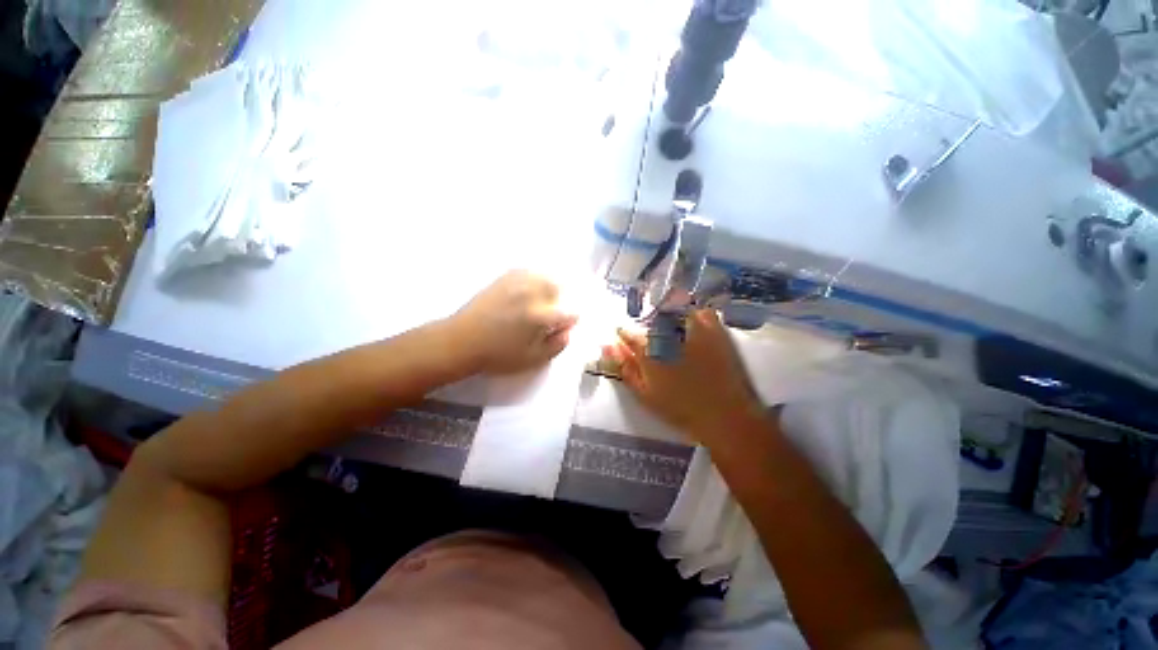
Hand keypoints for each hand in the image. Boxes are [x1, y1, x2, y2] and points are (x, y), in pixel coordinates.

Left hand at [449, 270, 578, 374]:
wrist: (462, 341)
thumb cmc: (499, 355)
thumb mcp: (533, 359)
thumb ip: (557, 345)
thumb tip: (567, 331)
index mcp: (540, 316)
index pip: (569, 312)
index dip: (569, 322)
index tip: (559, 328)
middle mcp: (531, 294)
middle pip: (559, 287)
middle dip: (560, 300)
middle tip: (551, 313)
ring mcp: (517, 283)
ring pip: (544, 276)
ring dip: (548, 288)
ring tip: (541, 301)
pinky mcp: (504, 278)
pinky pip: (527, 271)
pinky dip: (533, 279)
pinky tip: (528, 291)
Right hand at [607, 310, 766, 445]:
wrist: (724, 415)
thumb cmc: (679, 408)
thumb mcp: (644, 393)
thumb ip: (625, 368)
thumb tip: (608, 346)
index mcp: (648, 349)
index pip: (628, 333)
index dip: (624, 334)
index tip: (623, 337)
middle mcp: (668, 333)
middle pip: (649, 320)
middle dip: (646, 327)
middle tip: (653, 341)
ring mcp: (693, 328)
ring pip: (674, 311)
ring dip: (668, 316)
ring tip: (671, 330)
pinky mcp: (715, 329)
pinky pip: (702, 312)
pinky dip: (695, 314)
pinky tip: (694, 326)